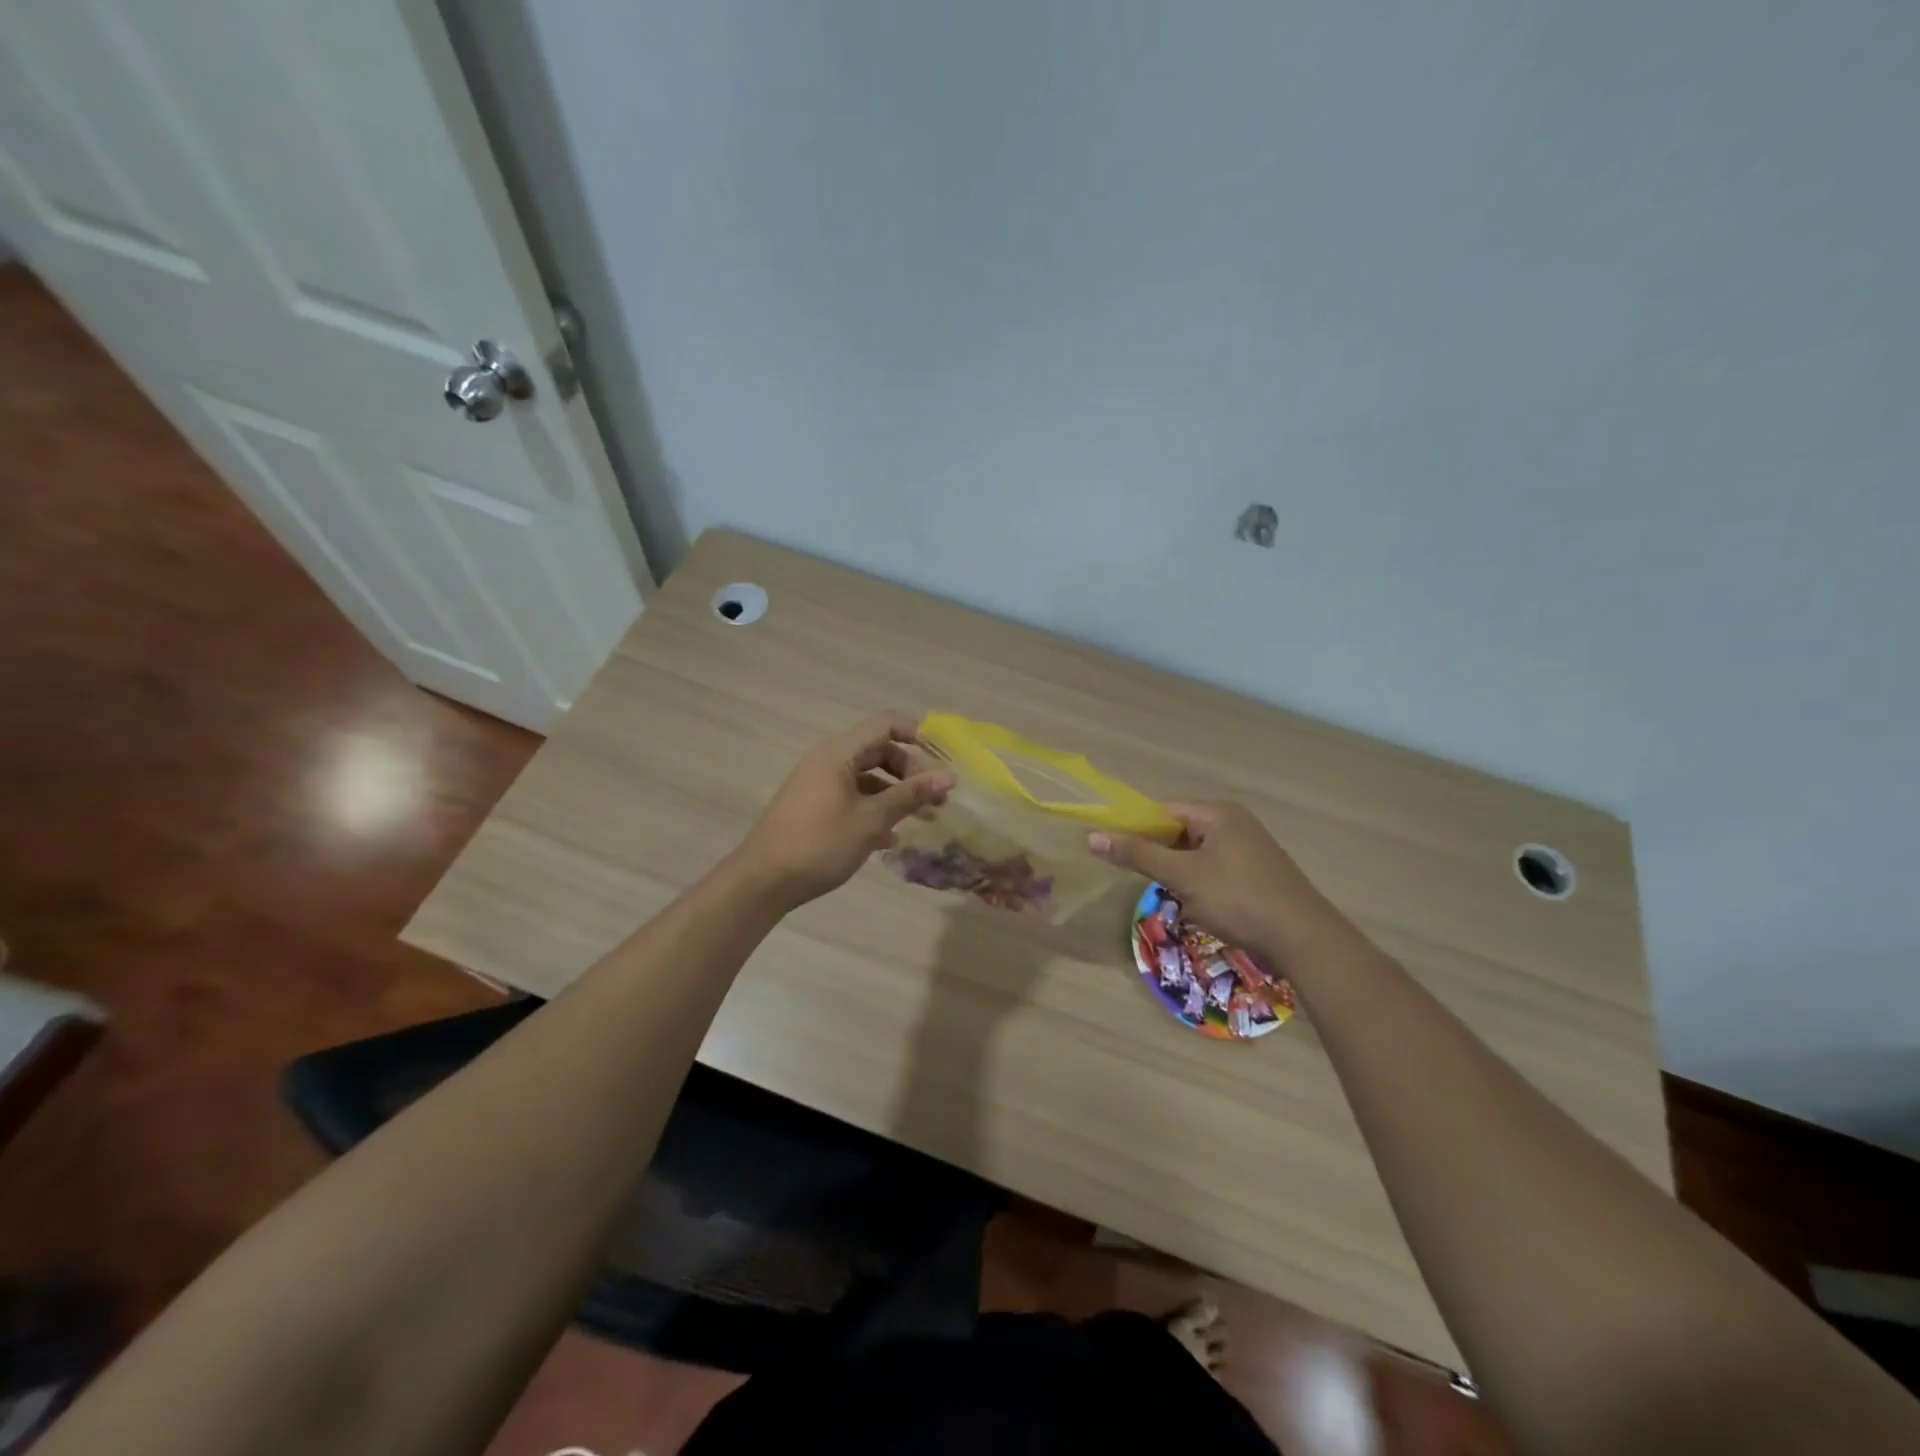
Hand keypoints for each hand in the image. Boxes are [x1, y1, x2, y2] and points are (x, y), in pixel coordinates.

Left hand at [732, 714, 954, 909]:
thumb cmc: (820, 843)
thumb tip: (948, 775)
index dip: (918, 735)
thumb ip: (911, 795)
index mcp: (839, 753)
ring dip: (898, 794)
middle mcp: (828, 762)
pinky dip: (876, 811)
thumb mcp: (872, 819)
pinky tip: (892, 838)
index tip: (945, 759)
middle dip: (912, 772)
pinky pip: (854, 799)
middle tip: (939, 798)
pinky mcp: (815, 809)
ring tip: (926, 819)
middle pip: (879, 752)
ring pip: (868, 779)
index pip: (885, 725)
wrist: (763, 881)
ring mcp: (820, 786)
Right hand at [1088, 801, 1356, 966]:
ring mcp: (1248, 849)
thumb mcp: (1182, 876)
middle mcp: (1234, 823)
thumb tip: (1092, 836)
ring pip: (1195, 855)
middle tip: (1139, 878)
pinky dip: (1199, 885)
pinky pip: (1214, 870)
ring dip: (1178, 874)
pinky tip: (1198, 908)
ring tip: (1172, 897)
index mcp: (1217, 813)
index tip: (1110, 847)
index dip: (1133, 826)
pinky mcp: (1256, 873)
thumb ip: (1137, 854)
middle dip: (1157, 854)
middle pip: (1178, 831)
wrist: (1304, 940)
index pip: (1162, 809)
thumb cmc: (1238, 899)